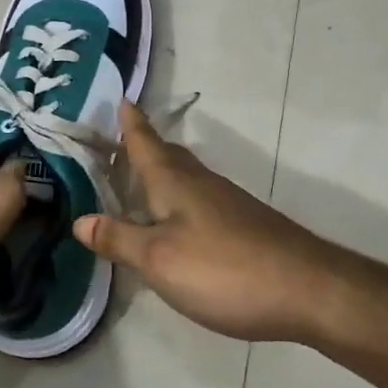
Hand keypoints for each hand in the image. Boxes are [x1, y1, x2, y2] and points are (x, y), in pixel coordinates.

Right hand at [72, 103, 346, 342]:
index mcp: (175, 183)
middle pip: (169, 156)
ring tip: (141, 181)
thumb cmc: (223, 269)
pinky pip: (201, 200)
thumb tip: (80, 220)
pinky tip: (179, 223)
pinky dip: (181, 200)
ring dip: (163, 173)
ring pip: (187, 177)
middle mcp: (201, 184)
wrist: (307, 289)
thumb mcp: (159, 259)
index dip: (131, 123)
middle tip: (121, 143)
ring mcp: (228, 204)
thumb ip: (119, 239)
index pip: (146, 143)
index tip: (121, 98)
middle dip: (145, 146)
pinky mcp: (244, 226)